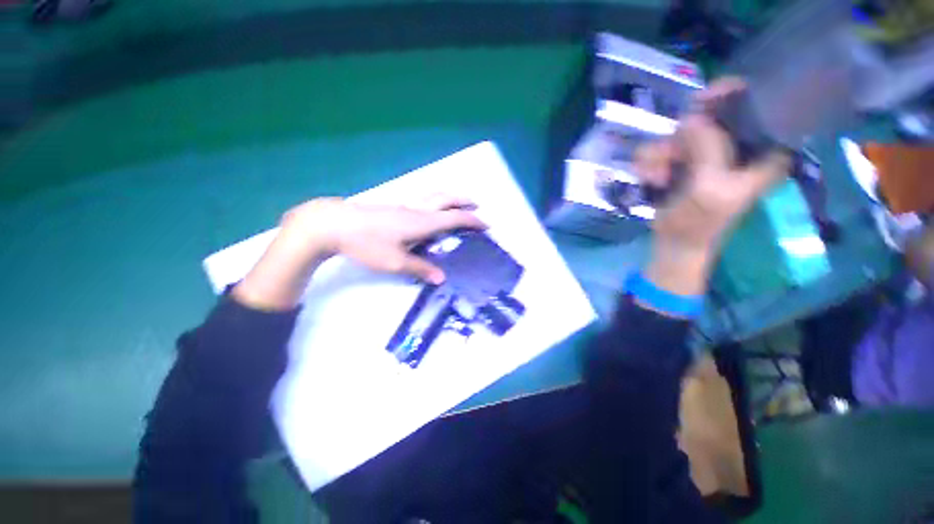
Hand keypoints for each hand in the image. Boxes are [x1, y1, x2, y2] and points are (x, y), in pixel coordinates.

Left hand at [283, 194, 485, 283]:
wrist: (334, 224)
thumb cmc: (367, 243)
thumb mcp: (395, 262)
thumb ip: (420, 269)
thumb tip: (441, 278)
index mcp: (422, 222)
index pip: (454, 218)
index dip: (472, 220)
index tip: (485, 224)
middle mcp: (417, 210)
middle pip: (446, 198)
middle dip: (464, 201)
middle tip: (476, 205)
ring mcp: (404, 205)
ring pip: (433, 196)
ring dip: (450, 198)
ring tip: (457, 204)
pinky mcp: (394, 206)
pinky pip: (423, 200)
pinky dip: (436, 202)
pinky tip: (430, 211)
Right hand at [634, 79, 791, 296]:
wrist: (674, 242)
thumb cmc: (700, 222)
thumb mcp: (710, 188)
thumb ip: (709, 150)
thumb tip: (693, 118)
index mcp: (762, 150)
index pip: (757, 105)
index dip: (732, 94)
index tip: (704, 99)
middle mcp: (735, 145)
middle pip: (709, 115)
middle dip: (682, 137)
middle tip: (672, 157)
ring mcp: (706, 153)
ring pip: (677, 133)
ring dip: (661, 155)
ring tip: (657, 177)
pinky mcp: (682, 162)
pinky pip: (661, 148)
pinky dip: (651, 163)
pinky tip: (651, 179)